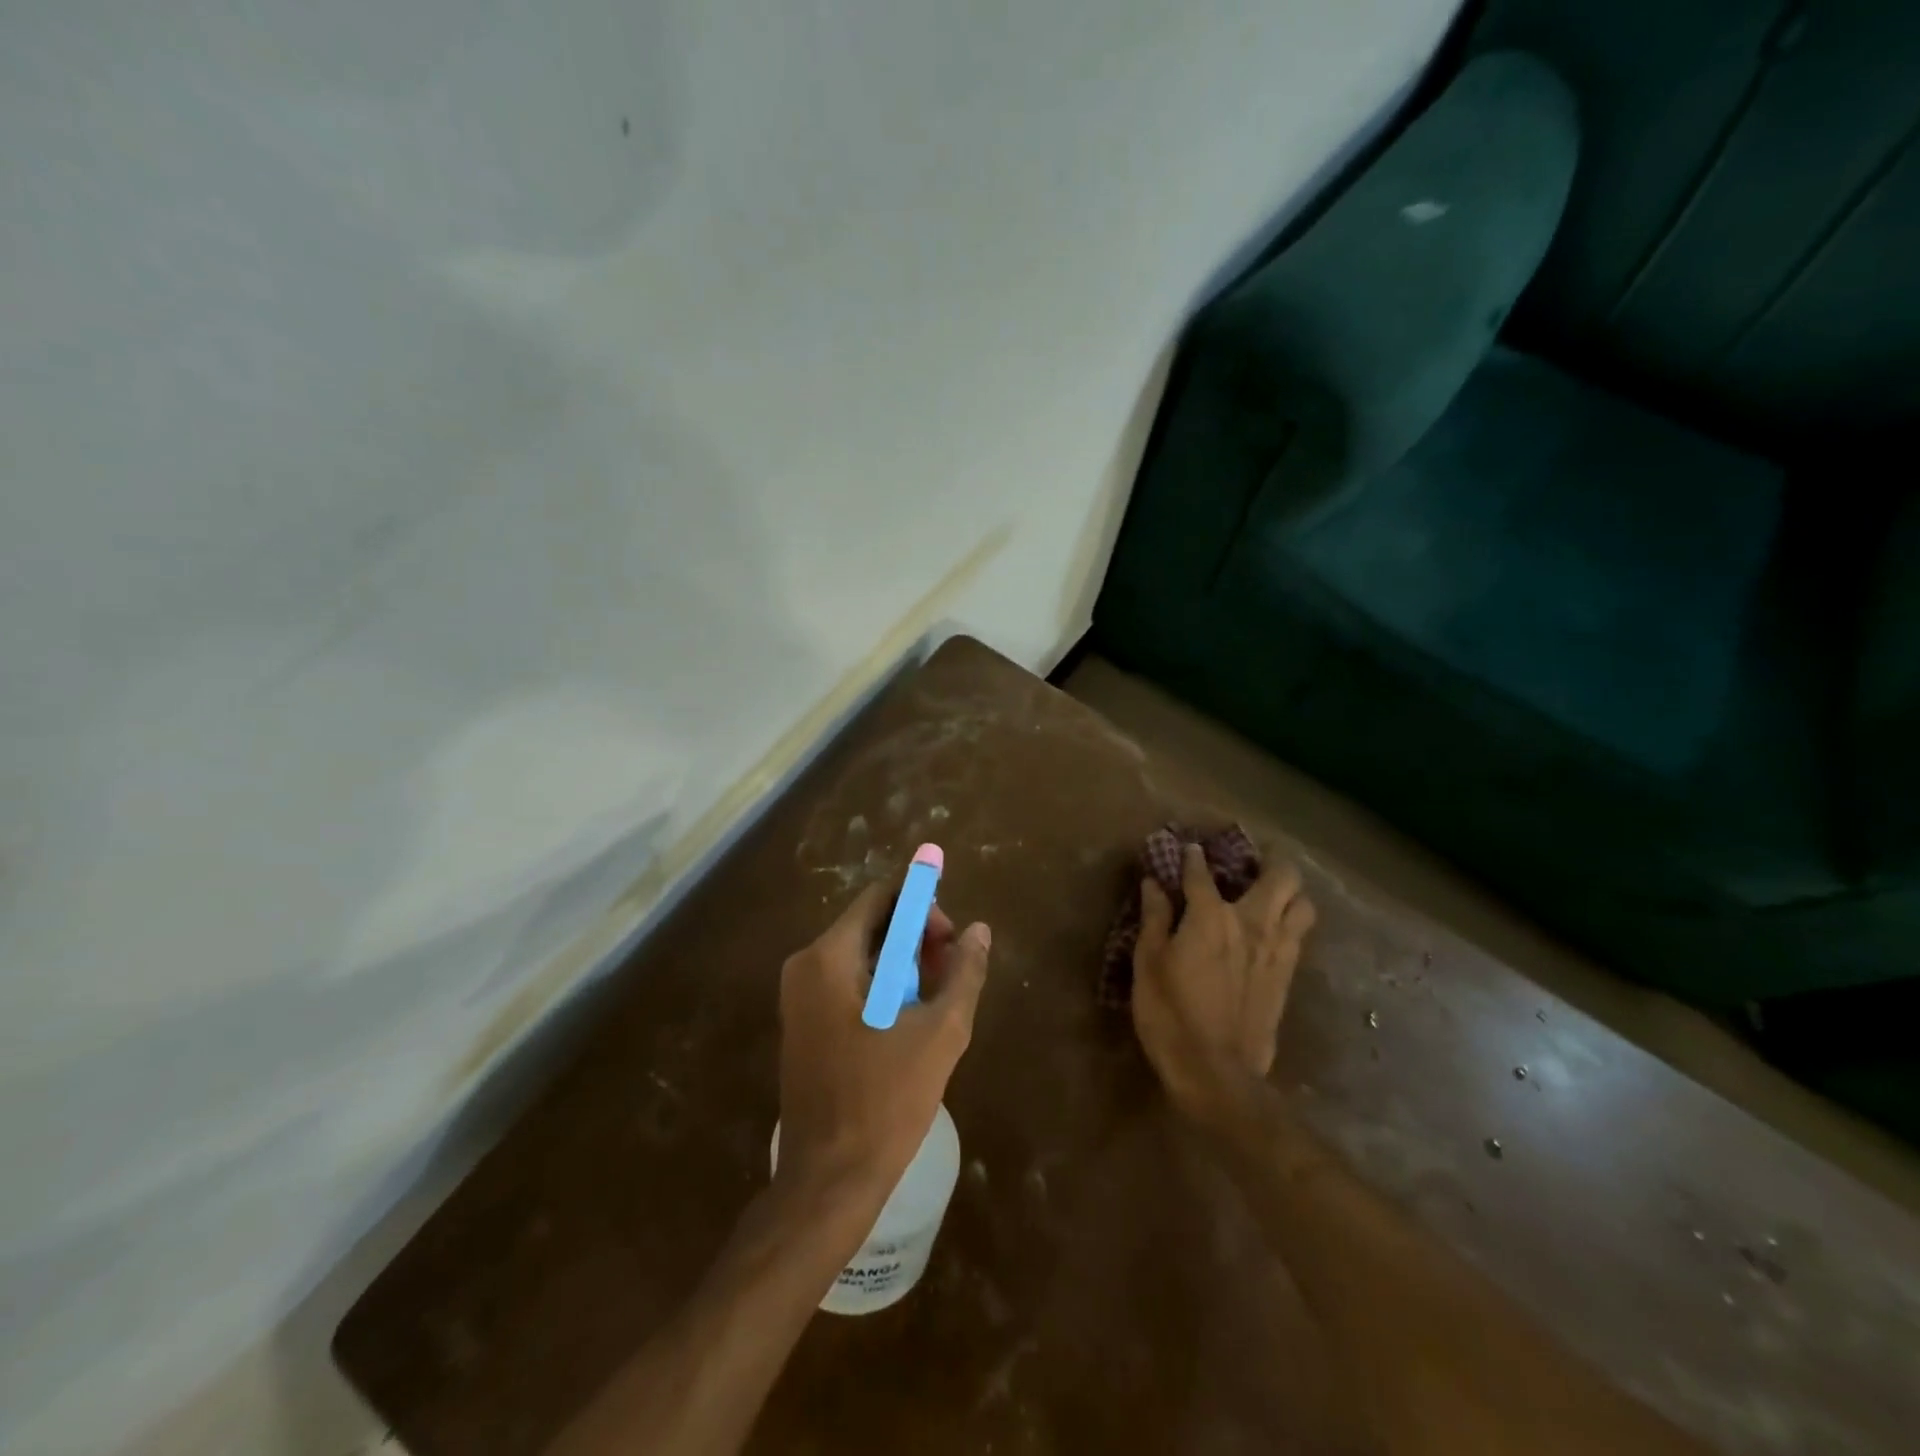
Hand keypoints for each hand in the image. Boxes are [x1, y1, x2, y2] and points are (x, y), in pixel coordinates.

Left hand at [776, 881, 991, 1204]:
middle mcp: (806, 965)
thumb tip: (980, 930)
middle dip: (916, 938)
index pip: (882, 897)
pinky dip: (882, 987)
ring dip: (903, 965)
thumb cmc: (885, 1101)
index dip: (923, 904)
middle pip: (871, 923)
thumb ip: (963, 973)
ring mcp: (799, 996)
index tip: (952, 937)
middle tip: (950, 973)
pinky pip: (849, 982)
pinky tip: (908, 1022)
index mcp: (829, 956)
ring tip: (935, 1003)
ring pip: (862, 954)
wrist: (829, 1180)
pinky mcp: (803, 1023)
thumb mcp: (940, 1033)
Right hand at [1132, 843, 1315, 1126]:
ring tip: (1272, 893)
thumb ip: (1155, 919)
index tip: (1189, 849)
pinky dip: (1291, 922)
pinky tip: (1274, 930)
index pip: (1201, 874)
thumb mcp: (1148, 964)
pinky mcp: (1288, 976)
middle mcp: (1252, 923)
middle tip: (1253, 861)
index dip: (1193, 858)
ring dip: (1291, 892)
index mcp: (1211, 917)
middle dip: (1270, 861)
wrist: (1216, 1072)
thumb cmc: (1170, 1014)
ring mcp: (1277, 950)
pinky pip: (1300, 936)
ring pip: (1303, 904)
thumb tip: (1154, 884)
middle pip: (1281, 877)